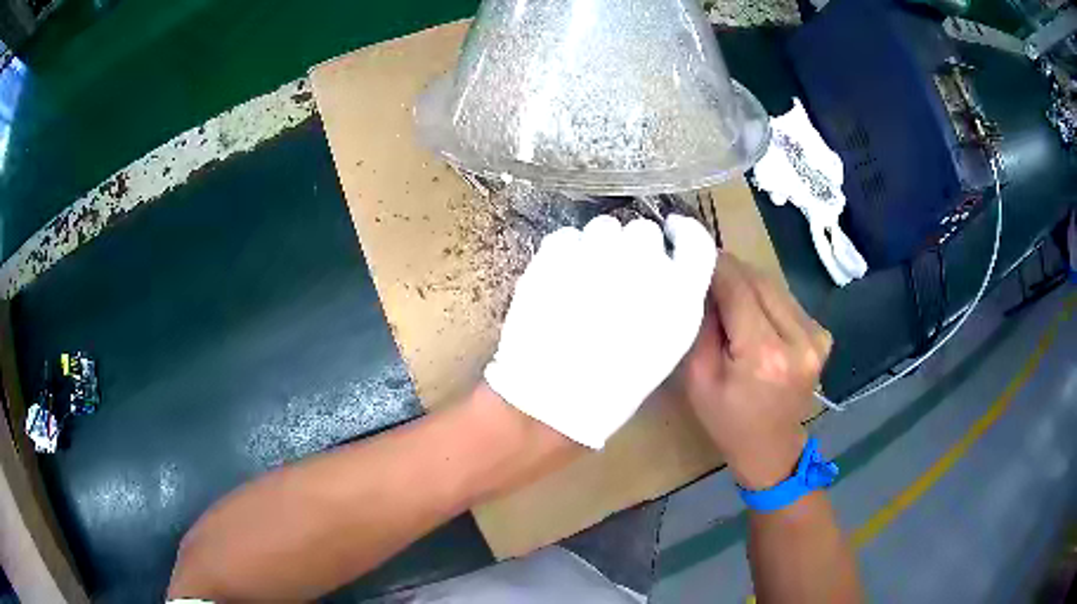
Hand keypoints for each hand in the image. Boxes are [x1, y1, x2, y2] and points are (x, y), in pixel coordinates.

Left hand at [485, 214, 715, 448]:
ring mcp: (597, 253)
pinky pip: (568, 235)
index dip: (682, 235)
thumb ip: (677, 297)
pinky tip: (562, 279)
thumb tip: (666, 264)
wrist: (553, 400)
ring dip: (601, 246)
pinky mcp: (556, 254)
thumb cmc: (616, 384)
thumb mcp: (666, 346)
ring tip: (587, 280)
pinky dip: (568, 251)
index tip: (671, 238)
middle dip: (635, 249)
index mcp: (679, 293)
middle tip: (620, 278)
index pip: (694, 240)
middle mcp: (644, 264)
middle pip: (644, 230)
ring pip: (604, 227)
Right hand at [677, 254, 831, 489]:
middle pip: (759, 280)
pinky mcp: (822, 335)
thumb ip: (701, 324)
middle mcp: (799, 338)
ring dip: (748, 282)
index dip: (714, 264)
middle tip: (703, 269)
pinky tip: (752, 312)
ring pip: (774, 285)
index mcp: (765, 354)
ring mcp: (817, 335)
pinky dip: (765, 297)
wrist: (772, 449)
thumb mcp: (698, 377)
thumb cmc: (728, 421)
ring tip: (724, 292)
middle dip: (730, 269)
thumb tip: (702, 280)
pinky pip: (787, 300)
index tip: (691, 247)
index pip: (738, 287)